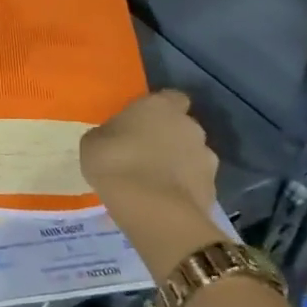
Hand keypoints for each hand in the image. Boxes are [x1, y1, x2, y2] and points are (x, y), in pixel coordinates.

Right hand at [80, 91, 229, 283]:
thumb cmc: (114, 163)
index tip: (142, 123)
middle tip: (145, 155)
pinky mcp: (212, 188)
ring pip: (192, 156)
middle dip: (169, 138)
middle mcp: (189, 126)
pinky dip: (184, 189)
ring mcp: (206, 157)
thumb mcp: (94, 142)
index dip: (159, 110)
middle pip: (182, 127)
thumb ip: (110, 134)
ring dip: (178, 164)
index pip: (171, 97)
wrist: (152, 209)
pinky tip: (164, 202)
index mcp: (160, 106)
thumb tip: (116, 137)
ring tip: (155, 183)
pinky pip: (195, 183)